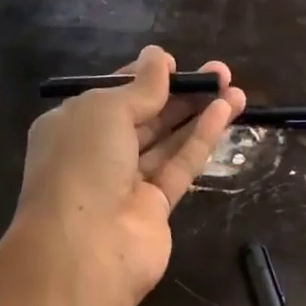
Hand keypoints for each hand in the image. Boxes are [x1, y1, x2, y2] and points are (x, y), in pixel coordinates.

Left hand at [15, 45, 245, 305]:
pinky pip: (179, 166)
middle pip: (144, 117)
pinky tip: (225, 113)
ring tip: (234, 89)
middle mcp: (96, 153)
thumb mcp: (106, 110)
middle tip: (220, 73)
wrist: (84, 248)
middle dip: (180, 93)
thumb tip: (159, 57)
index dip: (144, 78)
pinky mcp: (154, 208)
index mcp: (72, 125)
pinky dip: (200, 140)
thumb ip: (140, 88)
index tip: (174, 63)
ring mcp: (126, 184)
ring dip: (198, 114)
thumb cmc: (82, 164)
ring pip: (166, 141)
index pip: (112, 95)